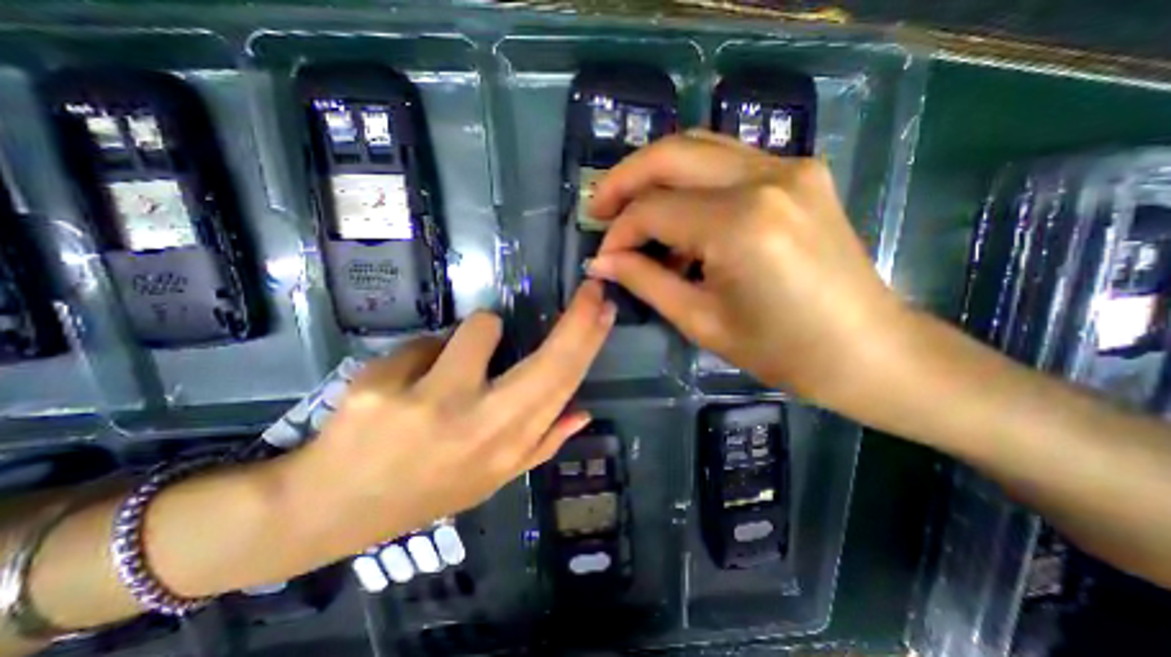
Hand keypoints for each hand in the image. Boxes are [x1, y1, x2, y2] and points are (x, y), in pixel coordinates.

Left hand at [278, 279, 616, 558]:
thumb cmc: (426, 489)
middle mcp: (479, 426)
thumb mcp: (491, 478)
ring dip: (477, 335)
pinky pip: (427, 341)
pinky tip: (405, 384)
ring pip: (481, 328)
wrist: (331, 510)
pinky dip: (427, 353)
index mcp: (508, 447)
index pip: (563, 384)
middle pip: (548, 361)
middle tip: (591, 290)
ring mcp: (430, 404)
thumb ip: (542, 444)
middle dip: (577, 318)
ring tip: (451, 365)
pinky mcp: (381, 387)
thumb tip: (583, 412)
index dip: (589, 341)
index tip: (604, 307)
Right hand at [590, 128, 908, 409]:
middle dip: (624, 180)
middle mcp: (765, 178)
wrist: (865, 348)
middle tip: (599, 208)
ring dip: (655, 174)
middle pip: (671, 154)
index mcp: (740, 225)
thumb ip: (645, 281)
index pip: (653, 210)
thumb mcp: (700, 321)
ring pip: (698, 147)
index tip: (603, 257)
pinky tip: (680, 215)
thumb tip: (602, 261)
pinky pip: (726, 161)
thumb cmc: (780, 349)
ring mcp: (789, 167)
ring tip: (632, 210)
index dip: (619, 233)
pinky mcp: (799, 172)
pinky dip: (690, 181)